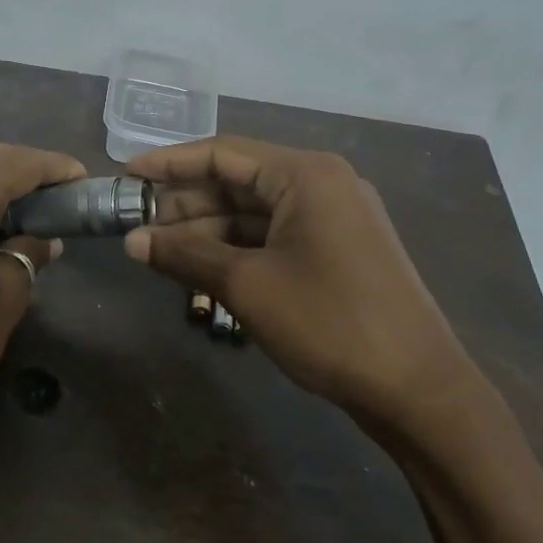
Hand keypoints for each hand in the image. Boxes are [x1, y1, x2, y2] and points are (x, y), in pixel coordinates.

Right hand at [123, 136, 479, 440]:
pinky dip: (238, 249)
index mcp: (304, 175)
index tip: (126, 176)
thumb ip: (185, 255)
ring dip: (209, 231)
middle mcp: (322, 184)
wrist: (417, 389)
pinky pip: (276, 236)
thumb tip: (131, 241)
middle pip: (238, 182)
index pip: (222, 153)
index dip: (169, 164)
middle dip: (186, 204)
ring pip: (256, 212)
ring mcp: (334, 218)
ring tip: (161, 254)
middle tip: (138, 228)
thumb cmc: (328, 323)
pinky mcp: (338, 250)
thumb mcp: (246, 285)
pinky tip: (204, 270)